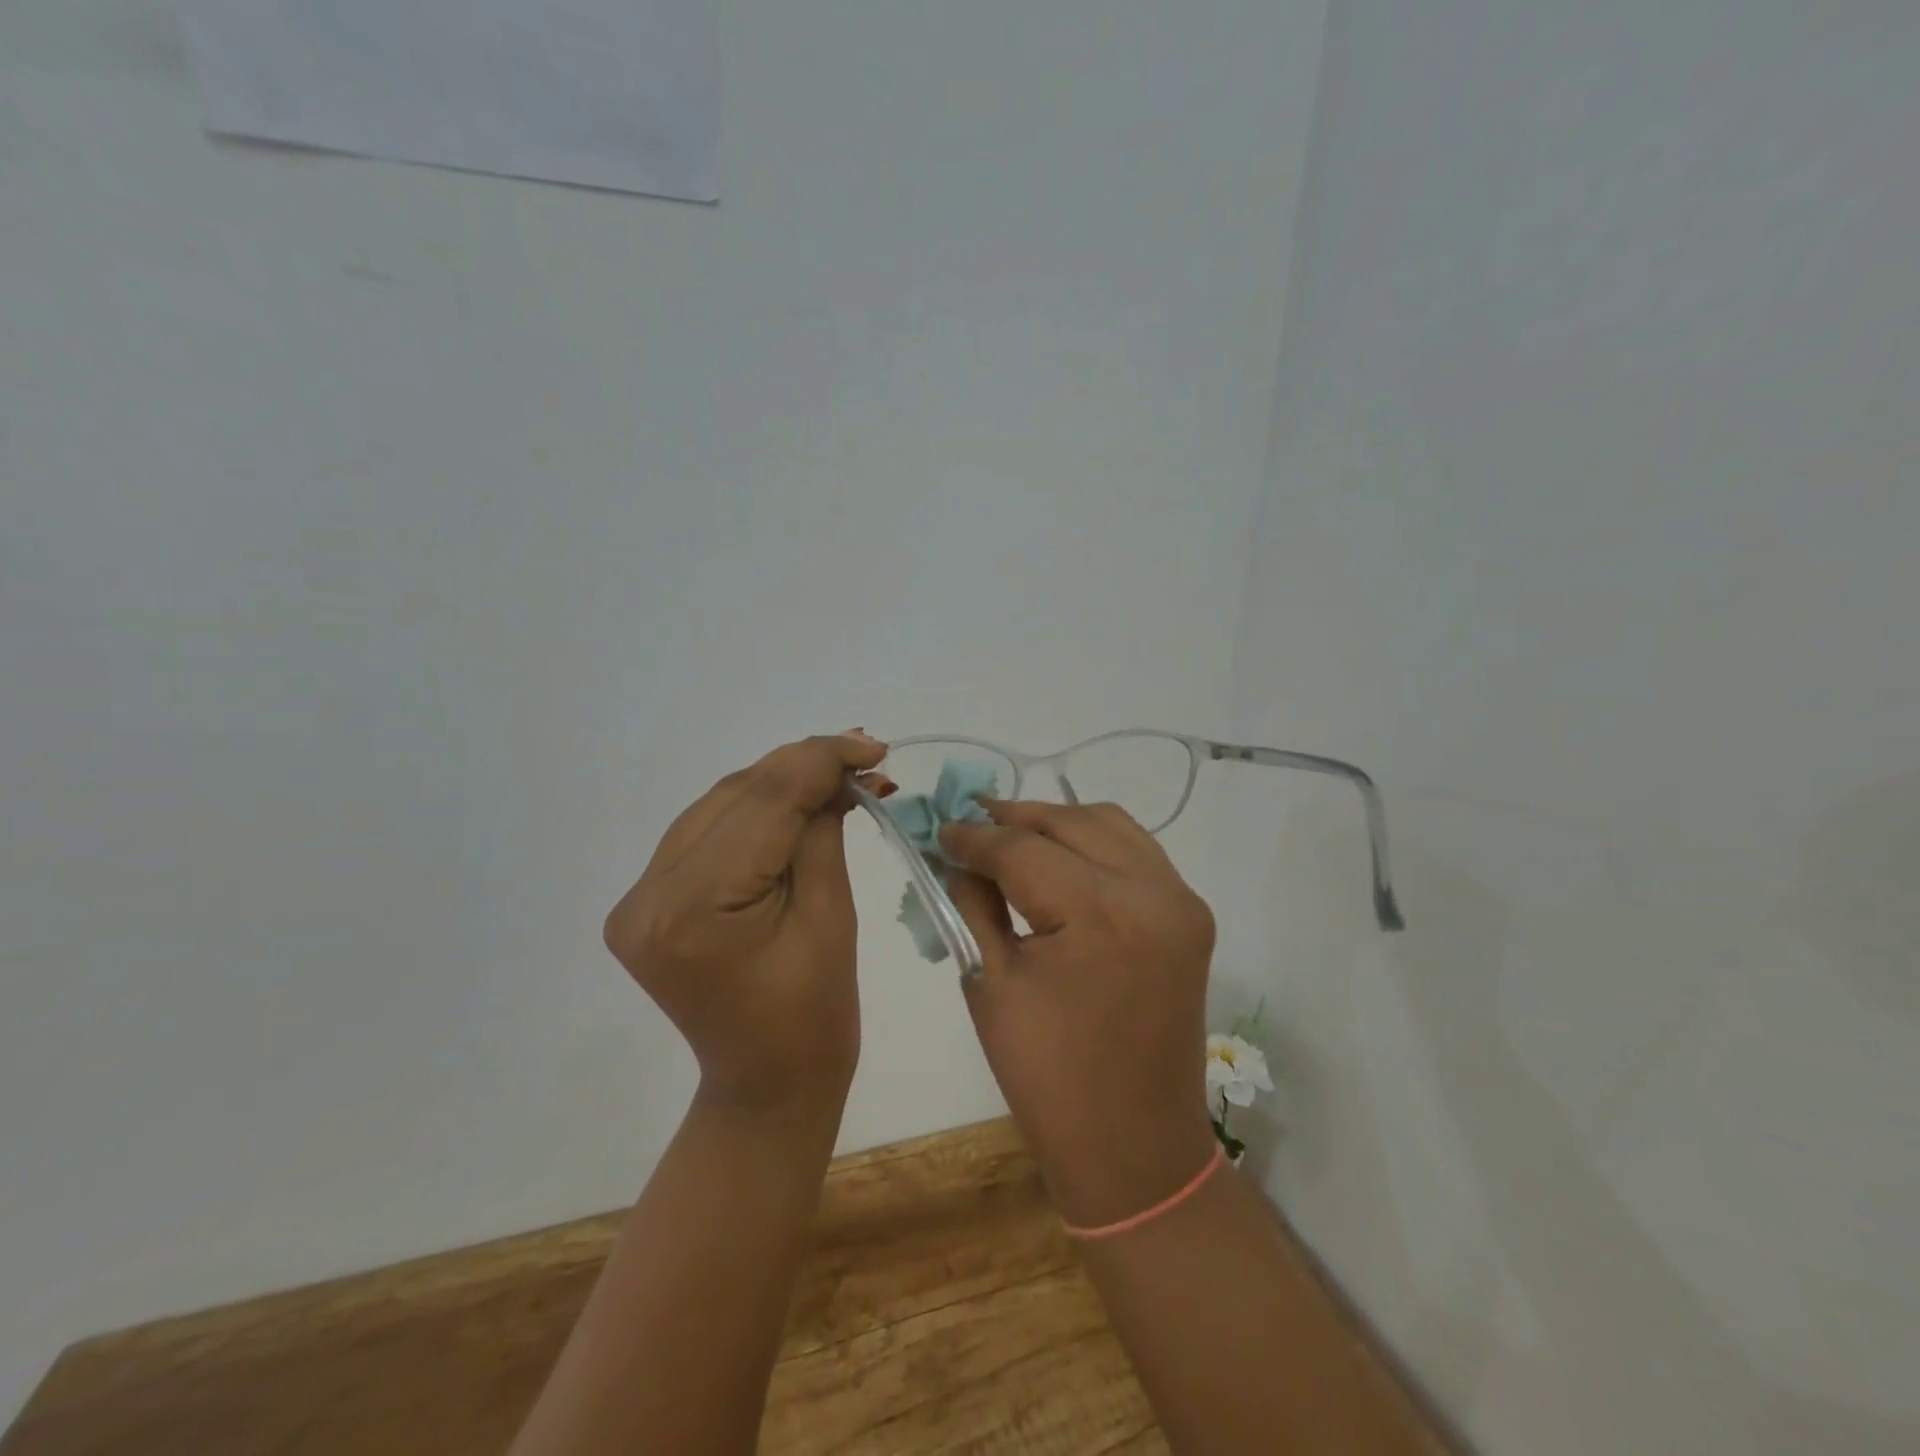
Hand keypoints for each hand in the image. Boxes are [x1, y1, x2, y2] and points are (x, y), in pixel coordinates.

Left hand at [603, 731, 890, 1116]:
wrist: (767, 1084)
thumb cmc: (816, 1015)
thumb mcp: (831, 914)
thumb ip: (822, 831)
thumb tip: (838, 772)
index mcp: (694, 909)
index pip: (762, 803)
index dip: (820, 761)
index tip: (871, 745)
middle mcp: (649, 896)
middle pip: (734, 795)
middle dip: (801, 766)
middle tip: (863, 754)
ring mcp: (639, 899)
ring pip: (717, 805)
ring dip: (778, 783)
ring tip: (837, 774)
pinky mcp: (646, 902)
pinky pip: (706, 832)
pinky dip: (753, 811)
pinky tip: (794, 802)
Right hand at [940, 802, 1220, 1226]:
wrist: (1134, 1147)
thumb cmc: (1049, 1079)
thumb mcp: (991, 984)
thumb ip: (972, 904)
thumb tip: (957, 856)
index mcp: (1100, 914)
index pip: (1022, 849)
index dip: (974, 837)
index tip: (939, 829)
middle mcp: (1152, 891)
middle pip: (1068, 822)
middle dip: (1013, 818)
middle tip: (969, 823)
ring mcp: (1180, 900)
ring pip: (1107, 823)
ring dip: (1055, 822)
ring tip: (1010, 832)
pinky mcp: (1189, 914)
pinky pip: (1135, 850)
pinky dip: (1092, 841)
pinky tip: (1059, 855)